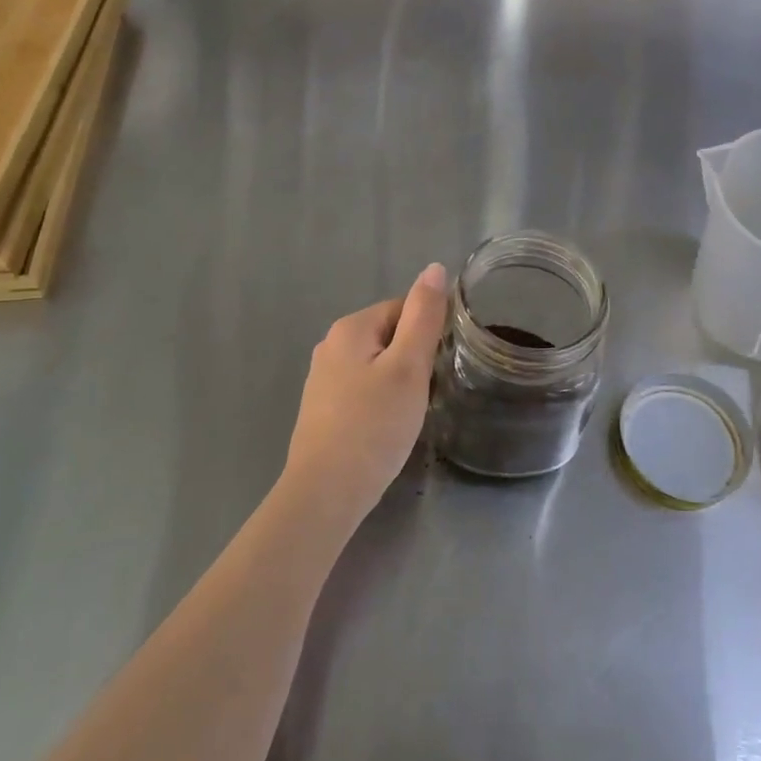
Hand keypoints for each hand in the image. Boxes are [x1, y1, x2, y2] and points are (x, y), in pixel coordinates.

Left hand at [282, 264, 448, 529]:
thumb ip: (424, 316)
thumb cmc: (373, 426)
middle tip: (426, 394)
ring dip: (399, 383)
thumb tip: (434, 267)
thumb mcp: (408, 367)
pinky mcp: (323, 409)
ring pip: (378, 365)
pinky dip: (381, 403)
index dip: (427, 335)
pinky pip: (363, 390)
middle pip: (390, 336)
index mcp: (350, 327)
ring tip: (409, 414)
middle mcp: (331, 345)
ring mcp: (323, 379)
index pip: (404, 309)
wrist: (325, 493)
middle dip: (413, 360)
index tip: (437, 367)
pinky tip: (387, 429)